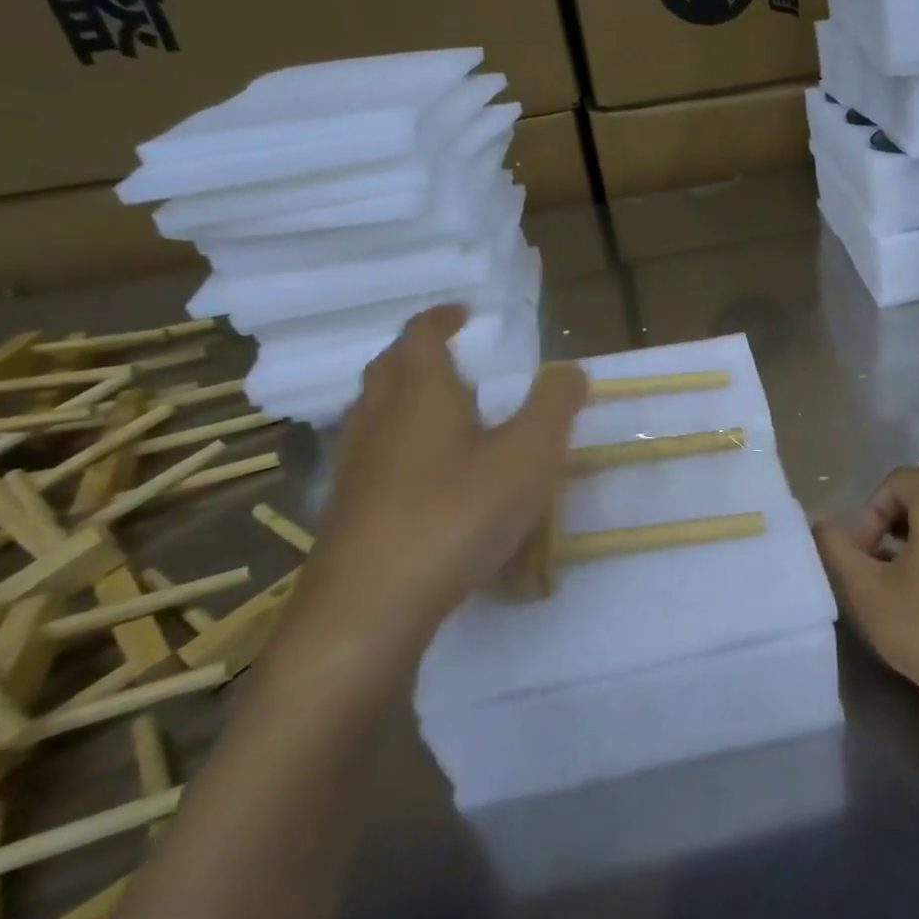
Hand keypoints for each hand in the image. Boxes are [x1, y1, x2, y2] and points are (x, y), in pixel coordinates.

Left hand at [290, 304, 587, 667]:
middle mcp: (379, 417)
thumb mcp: (529, 455)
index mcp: (420, 391)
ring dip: (406, 397)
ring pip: (375, 411)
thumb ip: (554, 406)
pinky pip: (373, 452)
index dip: (442, 318)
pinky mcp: (347, 507)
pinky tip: (425, 474)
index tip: (465, 313)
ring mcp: (356, 464)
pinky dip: (399, 442)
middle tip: (455, 356)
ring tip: (444, 410)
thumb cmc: (458, 512)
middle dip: (420, 352)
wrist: (371, 606)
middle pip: (391, 368)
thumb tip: (571, 369)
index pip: (422, 334)